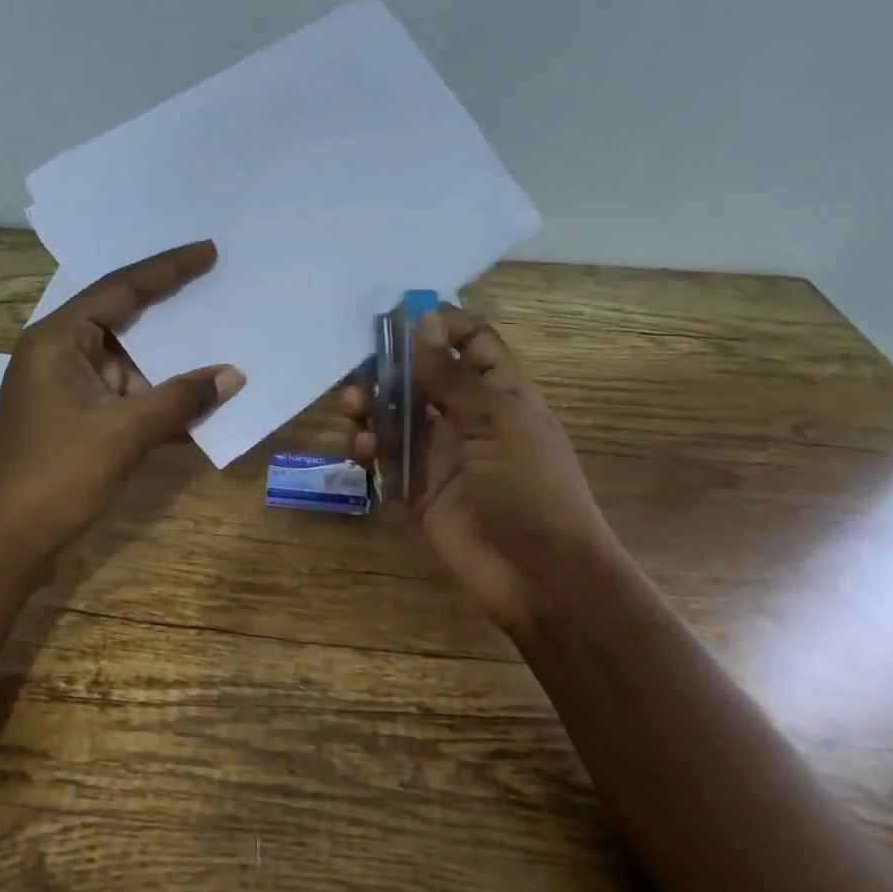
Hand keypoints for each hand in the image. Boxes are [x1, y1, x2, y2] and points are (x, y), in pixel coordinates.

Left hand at [0, 240, 244, 562]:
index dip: (168, 269)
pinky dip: (160, 398)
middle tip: (219, 283)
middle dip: (172, 308)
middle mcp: (61, 354)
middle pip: (125, 319)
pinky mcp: (79, 420)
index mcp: (58, 339)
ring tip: (224, 336)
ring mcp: (70, 389)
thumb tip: (233, 375)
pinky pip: (128, 397)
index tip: (208, 251)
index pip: (120, 289)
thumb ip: (180, 400)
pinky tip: (201, 398)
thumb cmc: (55, 475)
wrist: (4, 542)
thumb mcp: (122, 432)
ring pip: (131, 363)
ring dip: (172, 361)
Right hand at [343, 305, 618, 633]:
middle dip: (391, 368)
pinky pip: (385, 459)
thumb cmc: (531, 487)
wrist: (540, 575)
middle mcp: (467, 419)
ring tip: (353, 407)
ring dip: (372, 406)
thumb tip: (422, 323)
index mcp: (501, 394)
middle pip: (423, 378)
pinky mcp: (417, 489)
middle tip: (363, 368)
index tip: (401, 316)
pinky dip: (369, 448)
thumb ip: (451, 376)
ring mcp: (440, 455)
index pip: (472, 344)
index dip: (441, 326)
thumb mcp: (496, 422)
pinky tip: (362, 448)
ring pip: (396, 416)